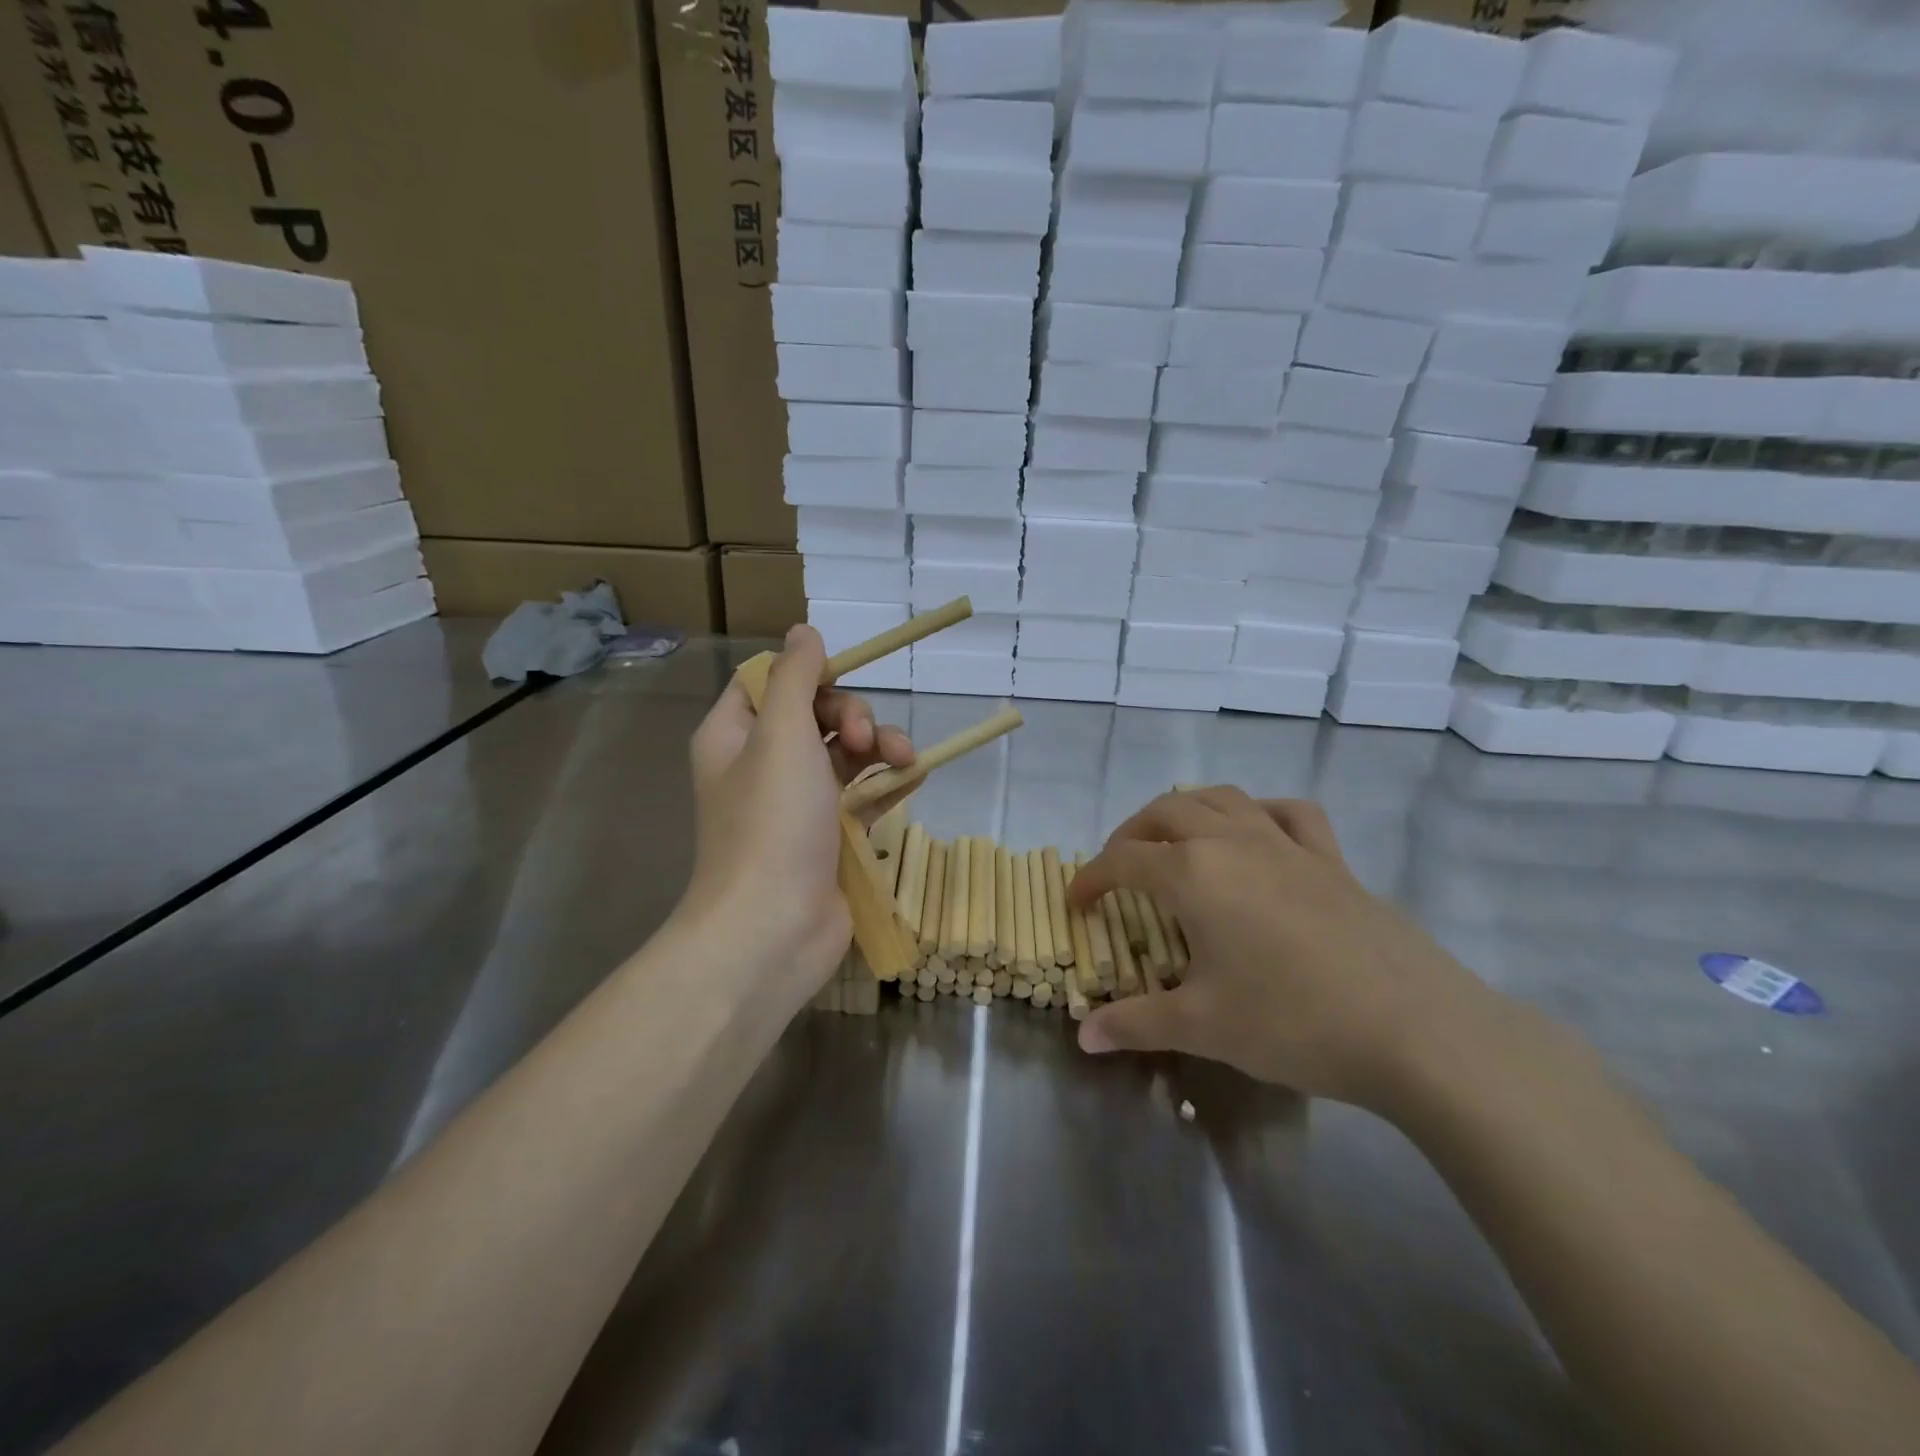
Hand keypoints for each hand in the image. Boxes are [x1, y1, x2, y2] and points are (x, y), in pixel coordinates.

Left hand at [682, 626, 913, 1010]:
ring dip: (880, 747)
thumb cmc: (771, 823)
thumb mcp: (781, 734)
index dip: (808, 674)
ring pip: (845, 754)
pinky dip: (887, 782)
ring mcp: (797, 804)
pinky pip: (862, 793)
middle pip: (815, 715)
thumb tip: (804, 631)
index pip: (769, 682)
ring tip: (904, 760)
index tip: (842, 678)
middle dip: (853, 716)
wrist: (774, 928)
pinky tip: (914, 776)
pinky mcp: (828, 836)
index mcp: (735, 735)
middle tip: (869, 738)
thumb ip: (794, 677)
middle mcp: (761, 764)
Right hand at [1067, 787, 1501, 1113]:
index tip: (1077, 902)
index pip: (1123, 860)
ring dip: (1186, 811)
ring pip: (1222, 799)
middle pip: (1166, 812)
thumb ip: (1135, 1023)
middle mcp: (1233, 842)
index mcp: (1193, 874)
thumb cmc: (1292, 1021)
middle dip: (1131, 834)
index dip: (1091, 877)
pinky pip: (1289, 813)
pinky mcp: (1331, 860)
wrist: (1415, 1029)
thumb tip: (1084, 1036)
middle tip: (1119, 869)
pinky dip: (1260, 812)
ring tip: (1175, 841)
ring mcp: (1286, 844)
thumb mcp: (1203, 1026)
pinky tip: (1256, 834)